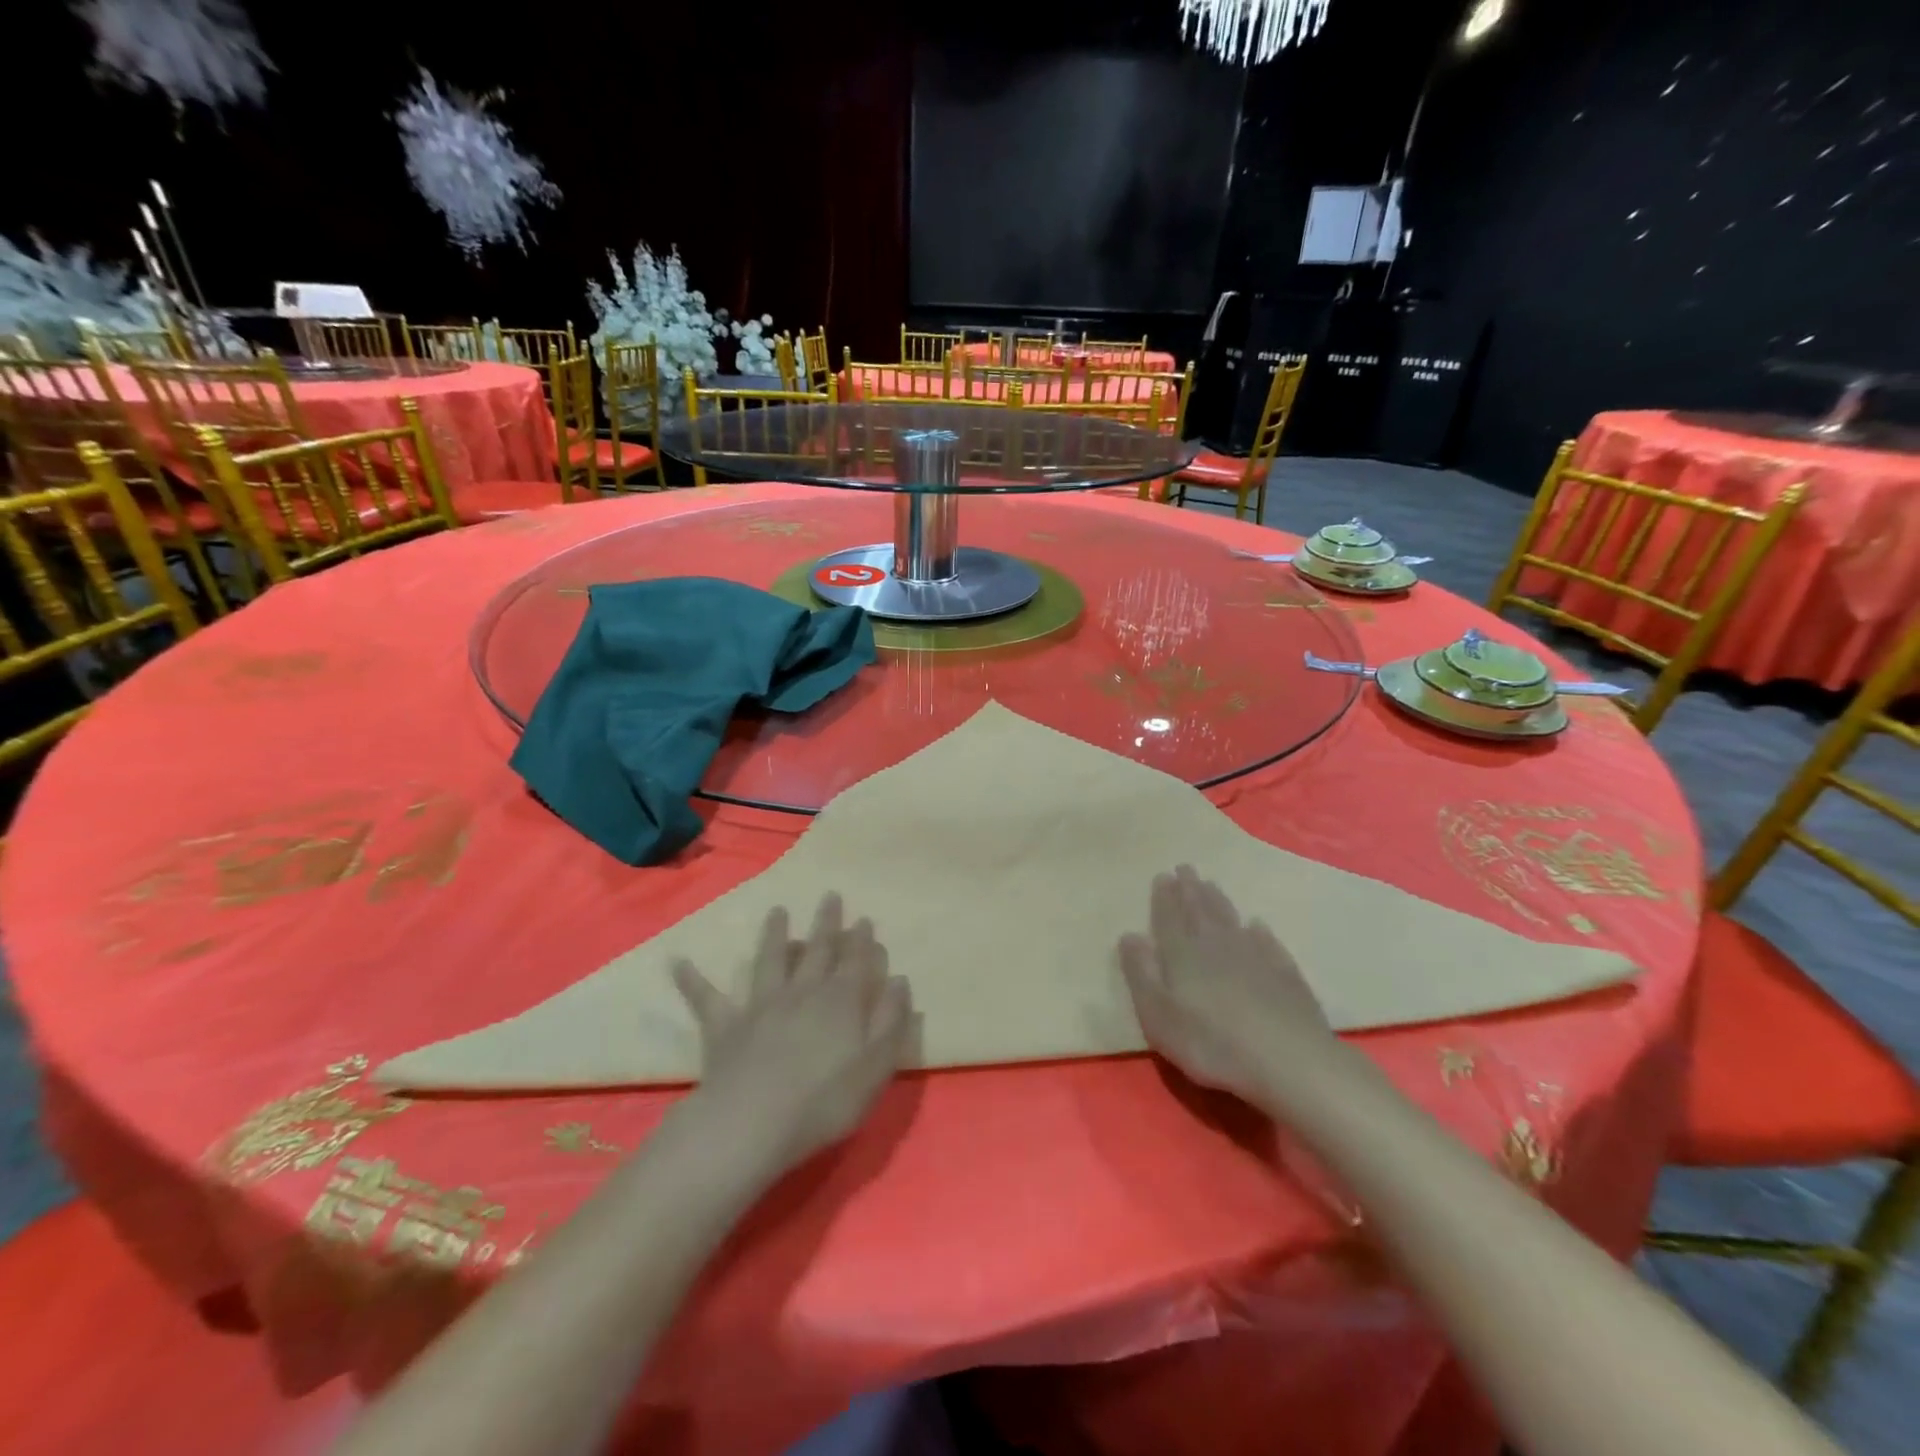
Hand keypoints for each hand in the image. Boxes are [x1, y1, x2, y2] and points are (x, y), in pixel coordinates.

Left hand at [672, 893, 913, 1176]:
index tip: (863, 919)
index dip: (862, 940)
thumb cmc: (825, 1101)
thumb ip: (891, 1021)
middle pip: (819, 951)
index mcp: (842, 1001)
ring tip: (777, 911)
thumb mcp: (876, 1066)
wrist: (753, 1123)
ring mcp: (762, 1005)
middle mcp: (803, 992)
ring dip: (774, 935)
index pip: (857, 962)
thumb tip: (897, 980)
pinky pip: (706, 998)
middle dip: (827, 923)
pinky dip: (692, 980)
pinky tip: (677, 962)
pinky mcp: (726, 1026)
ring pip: (770, 961)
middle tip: (830, 896)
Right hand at [1119, 865, 1330, 1105]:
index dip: (1164, 898)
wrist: (1288, 1061)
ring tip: (1211, 885)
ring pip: (1231, 920)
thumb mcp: (1158, 1015)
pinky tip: (1257, 925)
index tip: (1162, 876)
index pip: (1169, 919)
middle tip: (1185, 868)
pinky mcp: (1285, 974)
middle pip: (1201, 911)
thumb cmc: (1211, 1044)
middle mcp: (1217, 946)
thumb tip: (1129, 935)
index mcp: (1183, 955)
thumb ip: (1141, 973)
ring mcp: (1255, 957)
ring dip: (1219, 901)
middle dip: (1190, 890)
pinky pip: (1267, 942)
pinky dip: (1259, 930)